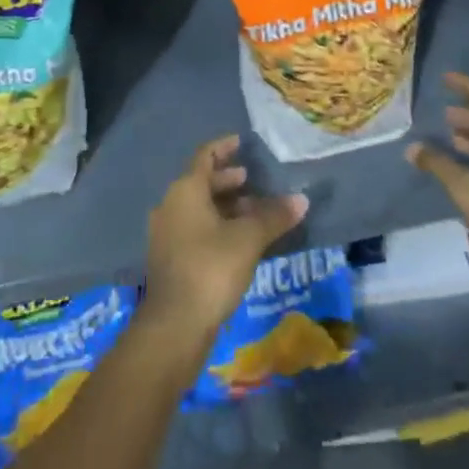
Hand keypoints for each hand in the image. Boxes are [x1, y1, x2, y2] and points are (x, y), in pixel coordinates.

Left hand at [143, 135, 307, 342]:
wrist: (174, 325)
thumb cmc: (211, 268)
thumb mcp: (248, 239)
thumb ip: (274, 216)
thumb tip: (301, 199)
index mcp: (185, 190)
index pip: (205, 156)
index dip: (224, 147)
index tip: (242, 143)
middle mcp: (170, 204)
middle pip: (200, 182)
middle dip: (227, 180)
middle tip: (252, 180)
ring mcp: (166, 233)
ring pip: (198, 208)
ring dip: (223, 206)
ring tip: (252, 212)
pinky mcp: (169, 258)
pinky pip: (194, 229)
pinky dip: (215, 226)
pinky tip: (238, 242)